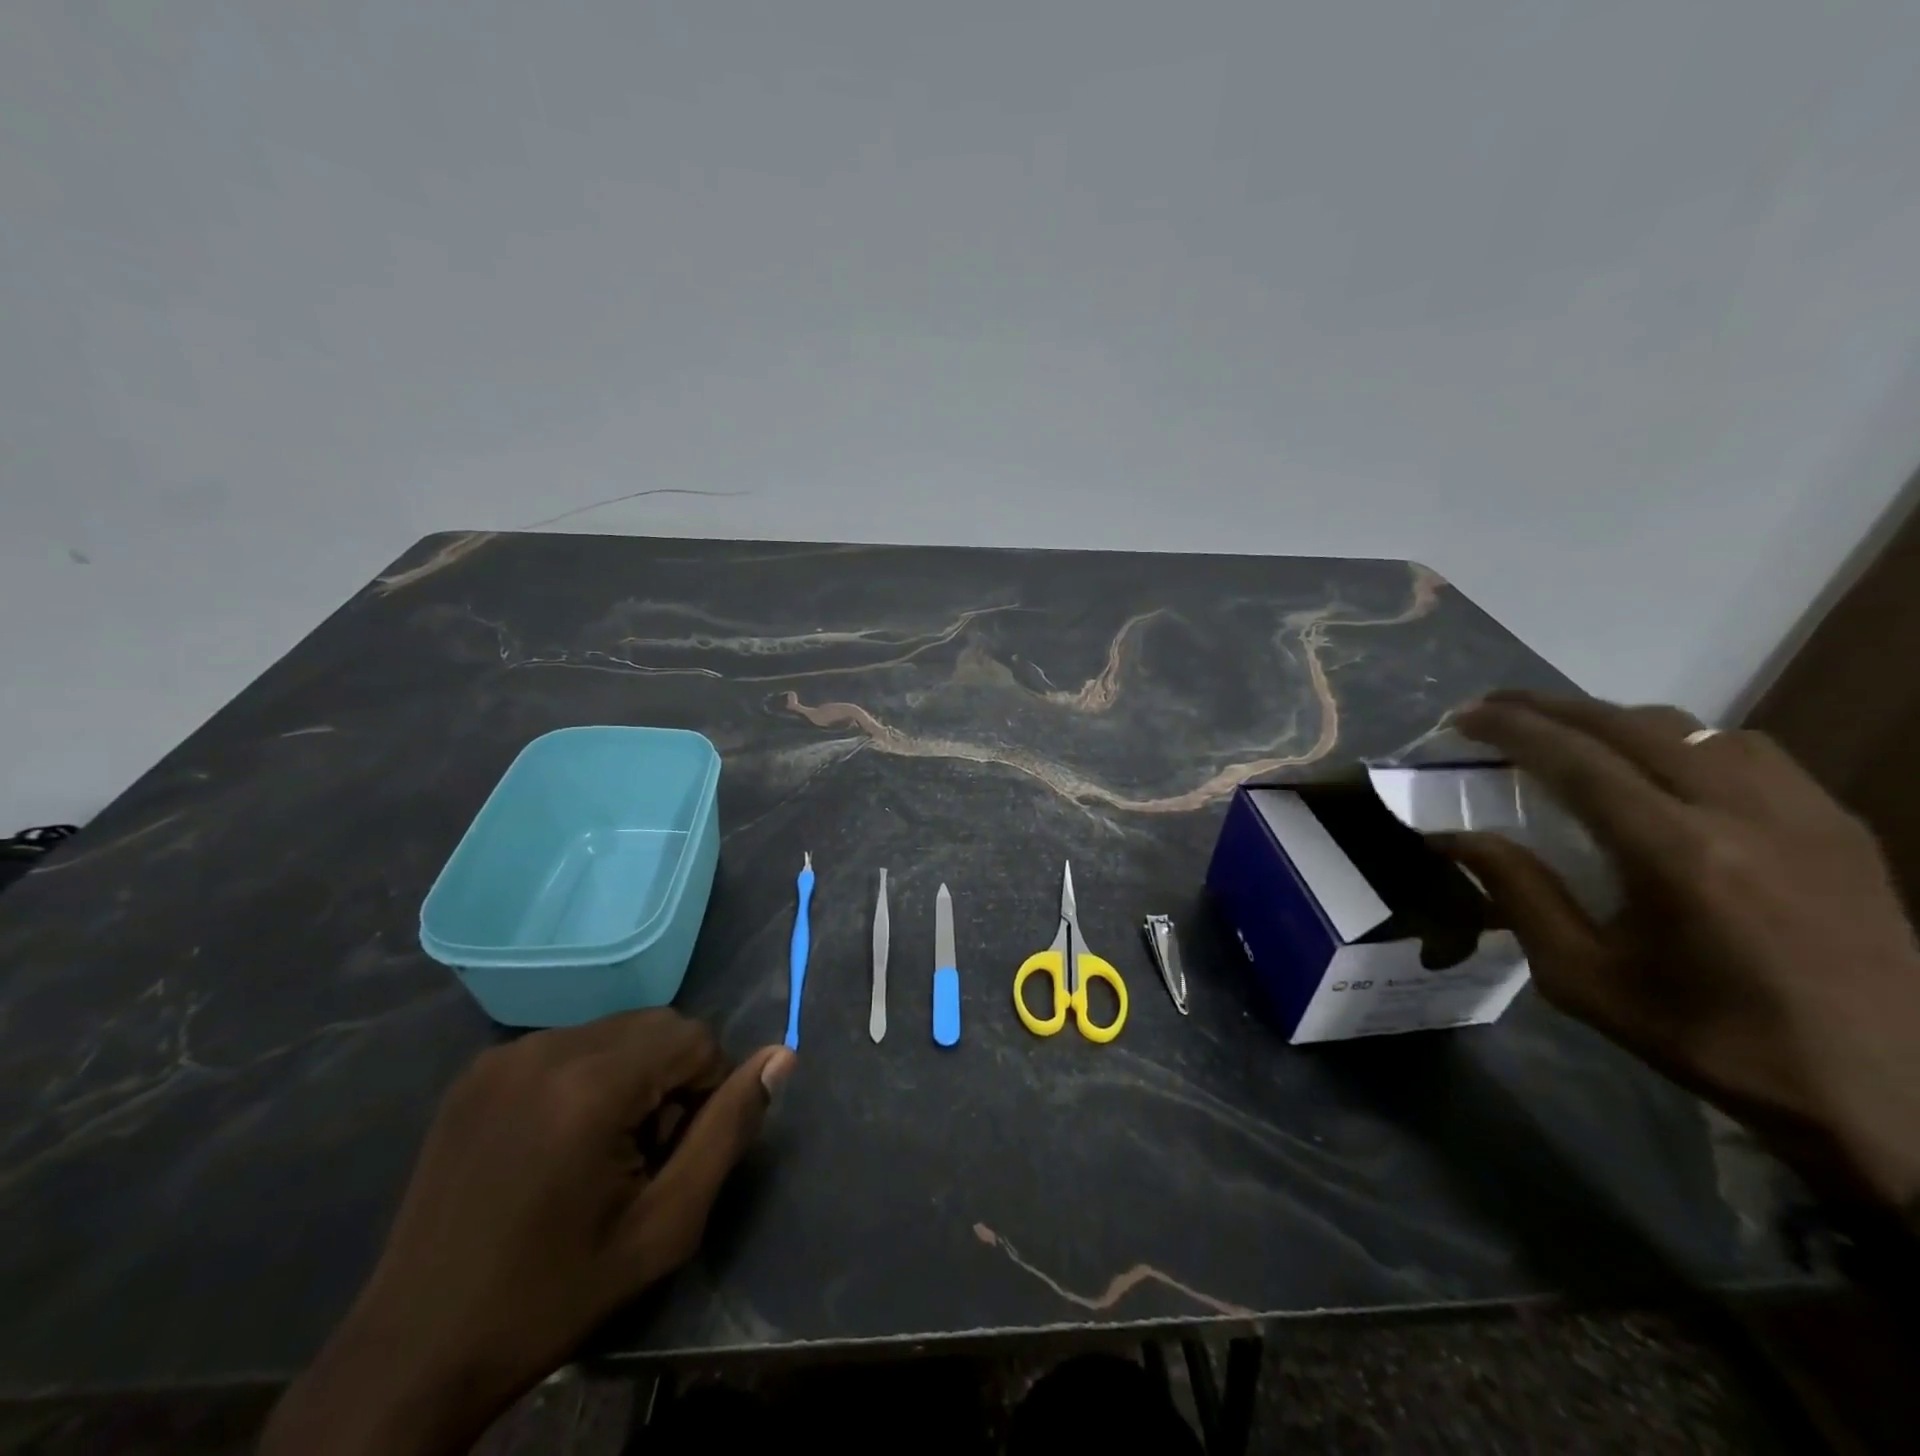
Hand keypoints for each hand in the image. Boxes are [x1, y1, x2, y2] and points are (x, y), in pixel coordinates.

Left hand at [261, 1012, 794, 1455]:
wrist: (414, 1352)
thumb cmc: (555, 1292)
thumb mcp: (666, 1224)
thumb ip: (730, 1130)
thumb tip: (783, 1056)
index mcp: (591, 1083)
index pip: (694, 1037)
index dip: (705, 1091)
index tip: (673, 1155)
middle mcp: (547, 1047)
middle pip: (656, 1026)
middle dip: (670, 1078)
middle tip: (641, 1157)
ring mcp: (505, 1054)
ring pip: (614, 1031)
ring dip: (631, 1076)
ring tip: (599, 1153)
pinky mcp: (479, 1070)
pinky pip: (569, 1045)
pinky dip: (587, 1076)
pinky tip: (557, 1145)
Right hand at [1438, 692, 1919, 1209]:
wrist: (1886, 1095)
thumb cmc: (1710, 1039)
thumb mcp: (1583, 977)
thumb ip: (1517, 894)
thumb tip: (1452, 837)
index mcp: (1679, 856)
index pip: (1578, 760)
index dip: (1512, 728)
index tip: (1462, 717)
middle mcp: (1745, 814)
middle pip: (1631, 725)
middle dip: (1550, 707)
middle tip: (1493, 709)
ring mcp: (1804, 813)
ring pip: (1692, 727)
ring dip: (1615, 720)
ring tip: (1568, 736)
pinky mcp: (1839, 825)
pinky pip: (1747, 751)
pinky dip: (1680, 741)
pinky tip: (1656, 768)